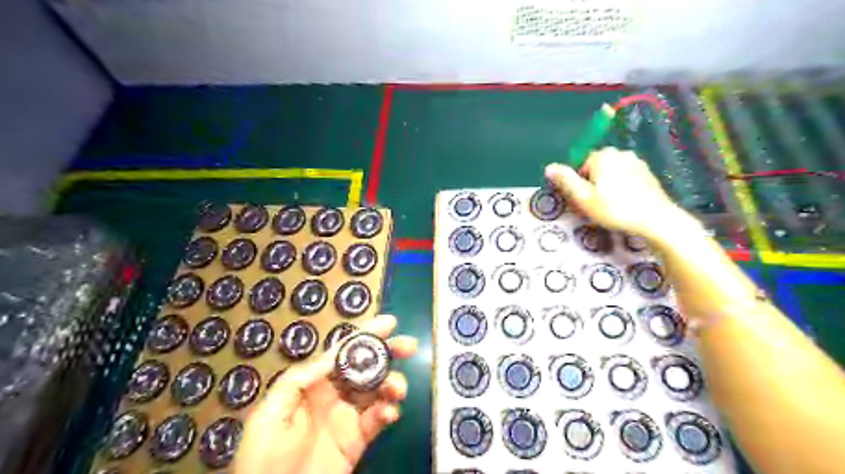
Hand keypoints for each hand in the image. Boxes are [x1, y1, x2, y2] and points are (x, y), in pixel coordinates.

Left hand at [231, 315, 416, 473]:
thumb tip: (330, 356)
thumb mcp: (269, 414)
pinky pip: (378, 419)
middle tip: (408, 346)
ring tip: (397, 388)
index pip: (342, 352)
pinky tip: (389, 413)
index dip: (365, 335)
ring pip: (378, 389)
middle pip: (366, 365)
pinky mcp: (358, 438)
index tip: (389, 323)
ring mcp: (348, 416)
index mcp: (313, 383)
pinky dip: (389, 411)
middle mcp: (334, 394)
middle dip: (388, 352)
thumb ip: (297, 381)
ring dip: (392, 382)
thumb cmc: (263, 458)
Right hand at [548, 149, 684, 239]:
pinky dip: (621, 189)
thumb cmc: (615, 209)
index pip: (581, 166)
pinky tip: (624, 205)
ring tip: (610, 208)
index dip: (579, 184)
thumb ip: (566, 180)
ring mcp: (636, 162)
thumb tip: (549, 167)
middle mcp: (620, 152)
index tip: (583, 201)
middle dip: (592, 185)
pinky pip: (625, 178)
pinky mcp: (647, 173)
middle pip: (596, 168)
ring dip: (606, 187)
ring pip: (611, 173)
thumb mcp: (583, 197)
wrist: (655, 219)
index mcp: (603, 155)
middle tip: (595, 206)